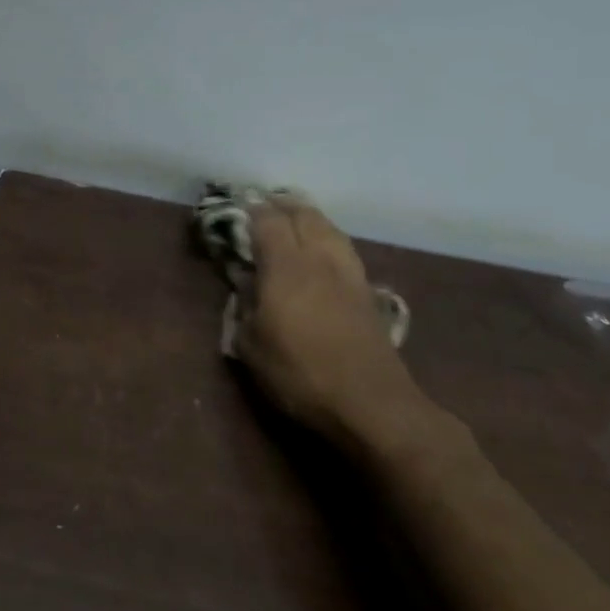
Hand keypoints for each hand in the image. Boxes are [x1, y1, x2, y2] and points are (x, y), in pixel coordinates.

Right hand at [235, 196, 442, 455]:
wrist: (372, 404)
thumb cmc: (301, 374)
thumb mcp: (252, 347)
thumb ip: (243, 308)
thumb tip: (245, 286)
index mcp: (286, 267)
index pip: (267, 221)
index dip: (251, 210)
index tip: (237, 207)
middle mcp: (319, 258)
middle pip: (304, 214)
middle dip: (282, 205)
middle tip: (264, 206)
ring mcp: (349, 273)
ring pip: (329, 227)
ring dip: (308, 217)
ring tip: (293, 220)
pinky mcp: (367, 291)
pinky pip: (343, 247)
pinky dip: (327, 237)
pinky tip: (322, 250)